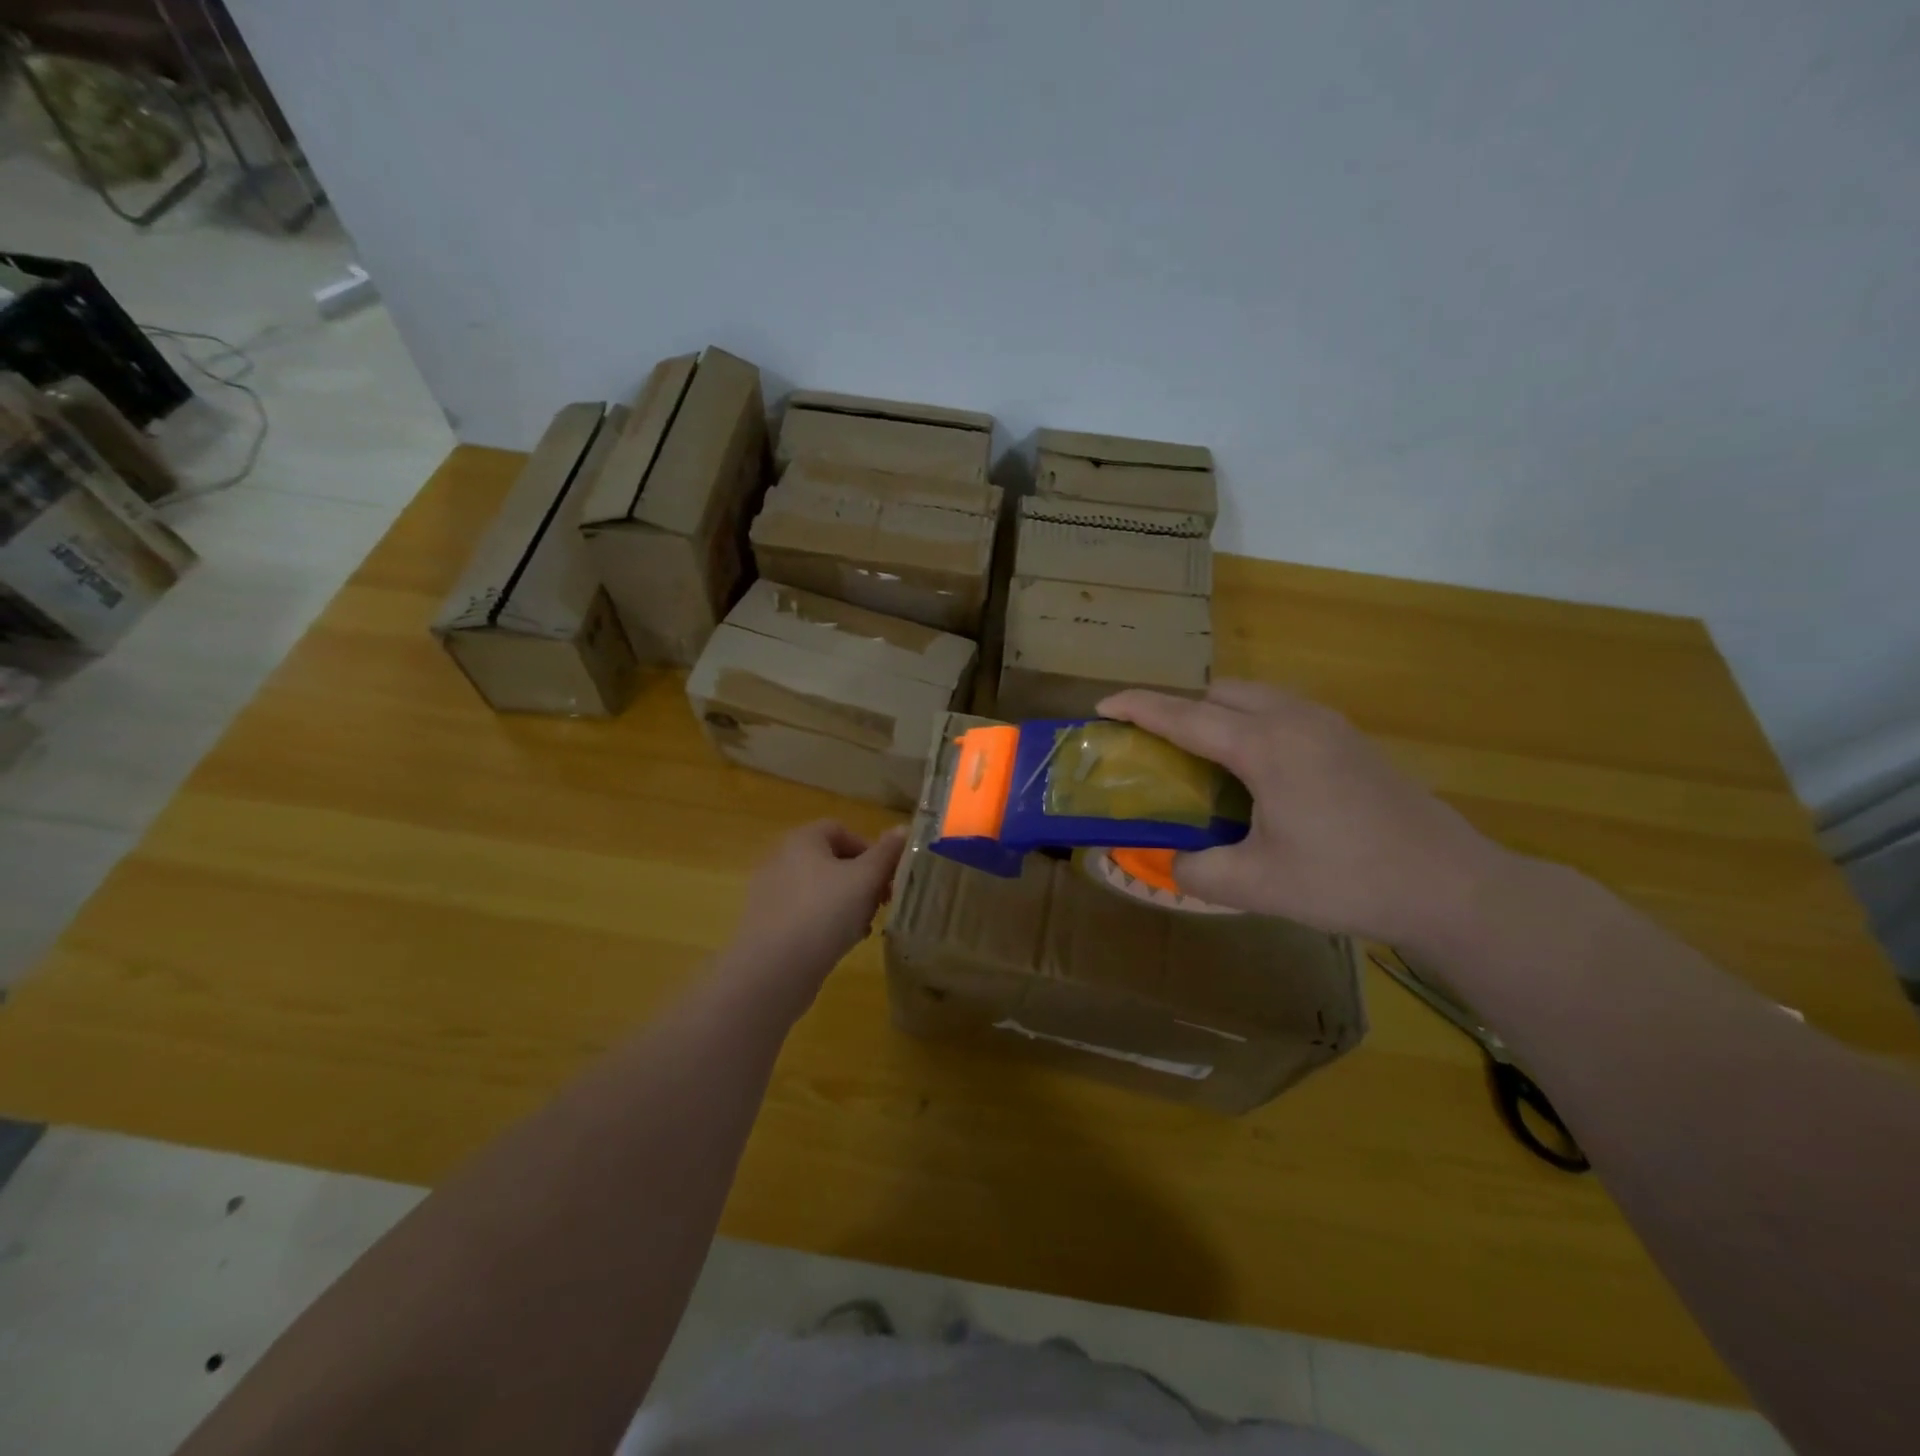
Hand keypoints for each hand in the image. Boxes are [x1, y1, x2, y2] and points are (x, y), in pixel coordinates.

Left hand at [724, 820, 907, 1011]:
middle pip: (831, 861)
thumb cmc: (824, 912)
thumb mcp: (866, 879)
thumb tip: (904, 828)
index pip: (840, 830)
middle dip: (862, 880)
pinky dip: (825, 923)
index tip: (887, 876)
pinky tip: (840, 944)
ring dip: (847, 904)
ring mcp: (771, 893)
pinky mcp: (768, 924)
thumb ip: (887, 853)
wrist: (773, 970)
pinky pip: (804, 914)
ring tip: (863, 928)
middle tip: (880, 903)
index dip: (869, 849)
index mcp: (802, 839)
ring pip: (820, 890)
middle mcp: (781, 859)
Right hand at [1098, 681, 1515, 947]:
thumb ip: (1198, 872)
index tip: (1102, 705)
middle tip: (1156, 748)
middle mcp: (1294, 719)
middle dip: (1179, 709)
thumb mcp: (1258, 885)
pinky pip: (1281, 711)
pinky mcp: (1348, 739)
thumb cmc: (1348, 880)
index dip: (1138, 708)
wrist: (1451, 885)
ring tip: (1201, 759)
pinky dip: (1249, 723)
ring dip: (1217, 714)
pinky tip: (1253, 771)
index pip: (1184, 716)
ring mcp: (1327, 724)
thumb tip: (1173, 863)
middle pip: (1219, 693)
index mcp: (1265, 746)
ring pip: (1254, 697)